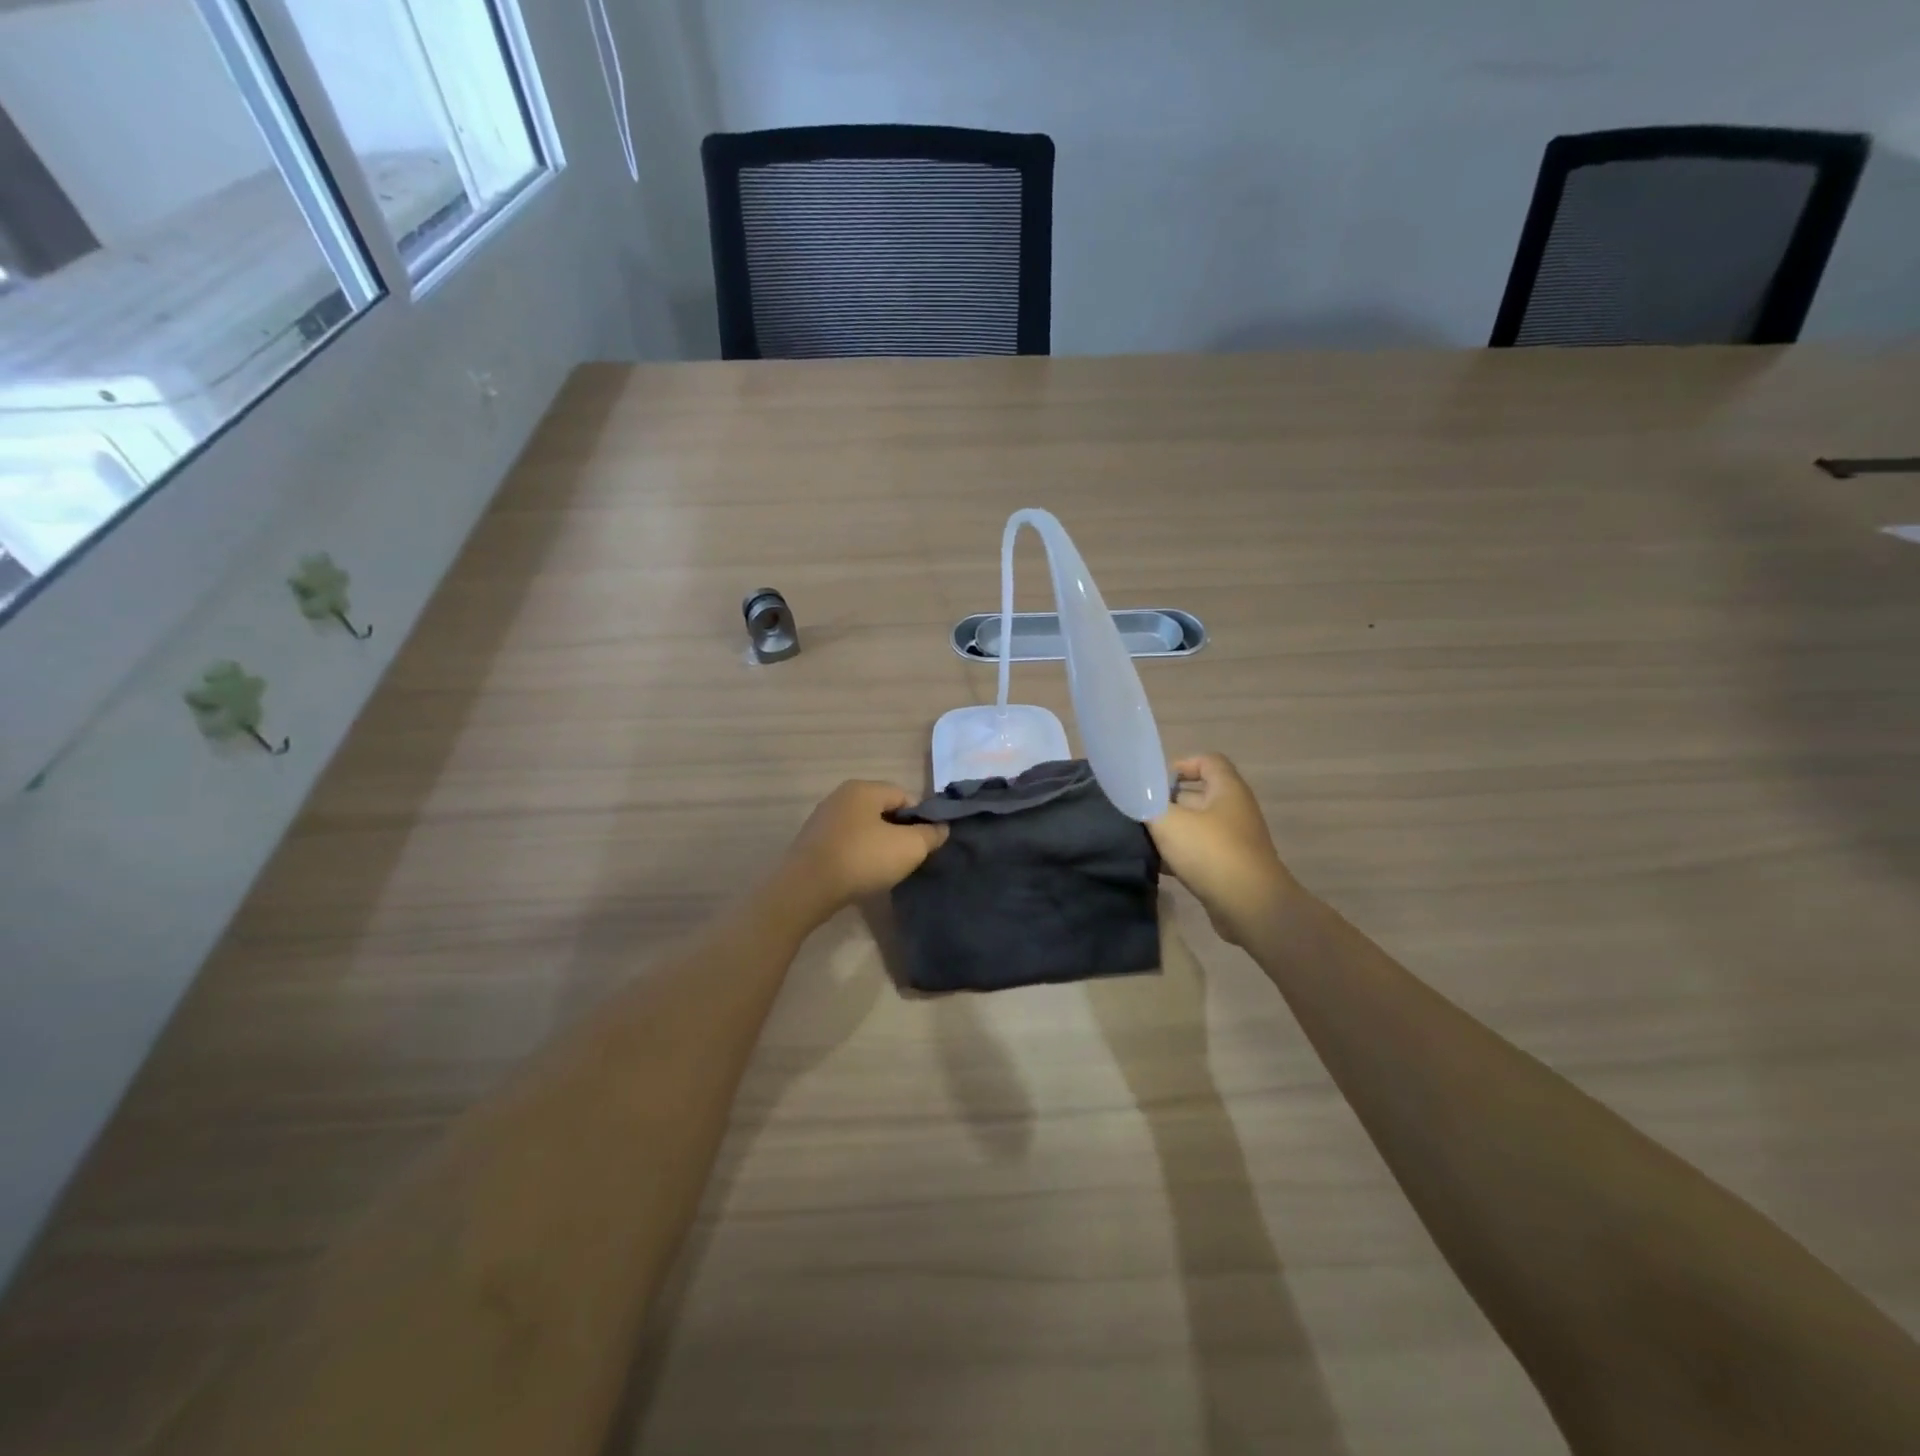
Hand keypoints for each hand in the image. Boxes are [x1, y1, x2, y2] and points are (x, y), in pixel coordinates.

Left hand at [780, 781, 948, 920]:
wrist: (806, 890)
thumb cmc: (862, 859)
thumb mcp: (909, 847)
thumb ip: (930, 835)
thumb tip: (941, 828)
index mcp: (863, 788)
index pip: (905, 796)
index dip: (920, 819)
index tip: (925, 845)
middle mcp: (841, 796)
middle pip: (883, 811)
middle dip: (899, 833)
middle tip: (908, 859)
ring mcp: (823, 819)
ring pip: (864, 828)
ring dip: (878, 845)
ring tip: (885, 870)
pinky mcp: (812, 842)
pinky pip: (846, 843)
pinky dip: (858, 855)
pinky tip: (861, 874)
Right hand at [1149, 754, 1298, 944]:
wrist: (1251, 907)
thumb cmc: (1211, 853)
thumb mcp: (1170, 822)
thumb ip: (1148, 805)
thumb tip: (1137, 797)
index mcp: (1227, 790)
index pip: (1207, 761)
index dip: (1180, 765)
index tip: (1154, 783)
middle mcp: (1234, 811)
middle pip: (1198, 796)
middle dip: (1168, 803)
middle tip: (1140, 813)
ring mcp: (1235, 841)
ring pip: (1196, 827)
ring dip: (1172, 832)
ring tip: (1143, 840)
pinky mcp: (1230, 868)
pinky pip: (1201, 853)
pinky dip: (1180, 857)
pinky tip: (1158, 866)